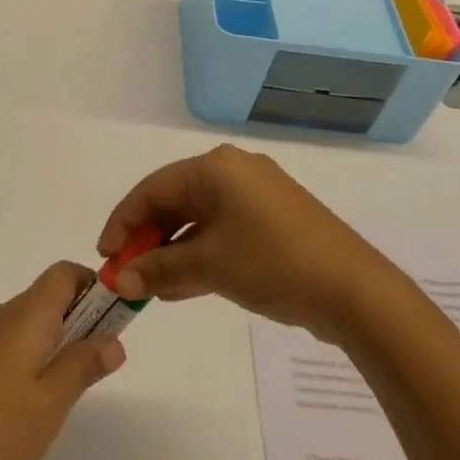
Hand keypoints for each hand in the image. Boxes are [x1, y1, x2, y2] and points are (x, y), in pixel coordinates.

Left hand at [0, 262, 124, 459]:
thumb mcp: (51, 402)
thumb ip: (84, 366)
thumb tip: (114, 340)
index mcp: (27, 314)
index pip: (65, 273)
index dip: (93, 285)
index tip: (113, 319)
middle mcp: (3, 315)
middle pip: (48, 296)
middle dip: (80, 319)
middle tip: (97, 363)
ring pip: (29, 323)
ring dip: (56, 342)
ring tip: (65, 391)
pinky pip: (9, 343)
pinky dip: (31, 358)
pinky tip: (28, 405)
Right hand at [97, 145, 395, 341]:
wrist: (354, 291)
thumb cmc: (273, 262)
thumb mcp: (209, 266)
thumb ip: (159, 270)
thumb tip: (121, 282)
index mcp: (217, 167)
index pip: (153, 188)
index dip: (123, 222)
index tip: (104, 256)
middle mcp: (235, 172)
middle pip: (175, 201)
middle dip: (147, 238)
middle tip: (126, 274)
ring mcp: (257, 196)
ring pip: (198, 219)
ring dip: (171, 251)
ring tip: (150, 287)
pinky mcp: (273, 221)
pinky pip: (221, 231)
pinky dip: (199, 255)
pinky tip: (181, 286)